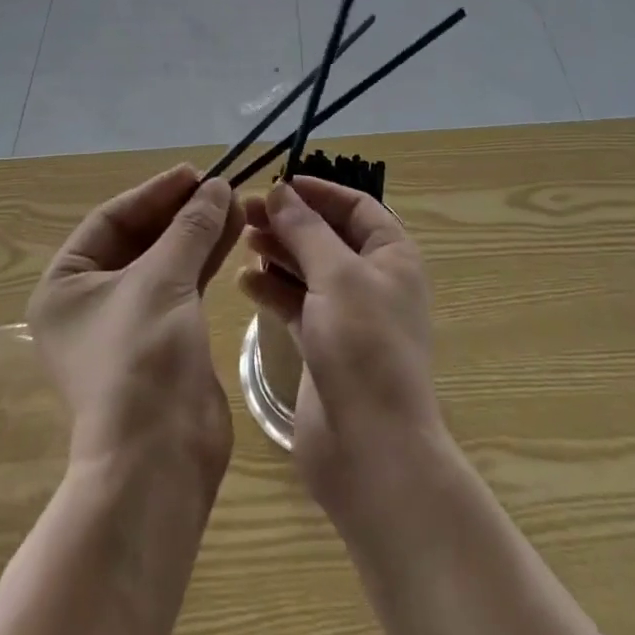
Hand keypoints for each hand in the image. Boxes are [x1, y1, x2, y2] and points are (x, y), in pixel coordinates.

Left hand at [29, 165, 243, 480]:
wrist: (160, 458)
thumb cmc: (141, 356)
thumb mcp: (163, 278)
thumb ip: (190, 226)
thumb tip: (217, 185)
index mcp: (66, 285)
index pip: (111, 219)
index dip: (154, 192)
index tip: (195, 172)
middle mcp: (91, 301)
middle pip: (140, 238)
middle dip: (180, 211)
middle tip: (220, 185)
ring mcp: (128, 321)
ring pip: (166, 260)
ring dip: (198, 231)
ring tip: (235, 201)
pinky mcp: (163, 338)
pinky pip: (183, 283)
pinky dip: (206, 258)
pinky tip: (233, 232)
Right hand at [237, 177, 442, 511]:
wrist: (372, 451)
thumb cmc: (363, 347)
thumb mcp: (337, 275)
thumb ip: (306, 229)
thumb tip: (280, 190)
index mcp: (392, 255)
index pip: (355, 206)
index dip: (318, 191)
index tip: (277, 183)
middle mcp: (373, 279)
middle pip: (327, 235)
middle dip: (290, 221)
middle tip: (245, 211)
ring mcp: (348, 314)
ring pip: (308, 268)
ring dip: (278, 252)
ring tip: (242, 239)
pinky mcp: (323, 345)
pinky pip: (295, 303)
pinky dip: (271, 290)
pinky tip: (243, 282)